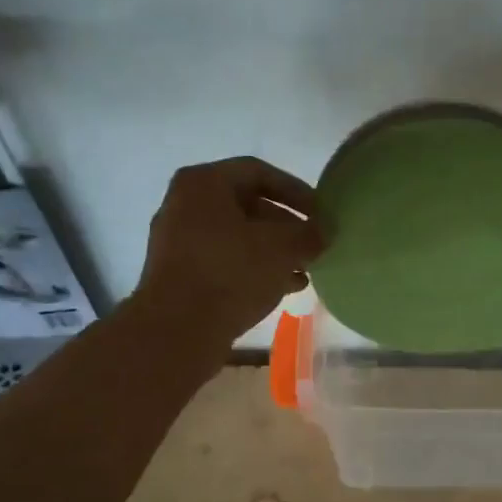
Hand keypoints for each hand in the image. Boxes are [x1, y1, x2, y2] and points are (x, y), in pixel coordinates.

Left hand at [136, 157, 323, 340]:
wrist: (178, 330)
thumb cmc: (231, 272)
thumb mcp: (282, 248)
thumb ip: (309, 234)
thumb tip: (324, 232)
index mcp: (203, 183)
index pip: (259, 172)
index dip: (296, 190)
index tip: (321, 213)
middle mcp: (184, 205)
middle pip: (247, 206)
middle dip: (286, 226)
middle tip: (314, 244)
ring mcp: (178, 242)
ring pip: (238, 238)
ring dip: (274, 252)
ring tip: (305, 269)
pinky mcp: (180, 275)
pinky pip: (225, 262)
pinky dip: (255, 269)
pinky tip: (285, 288)